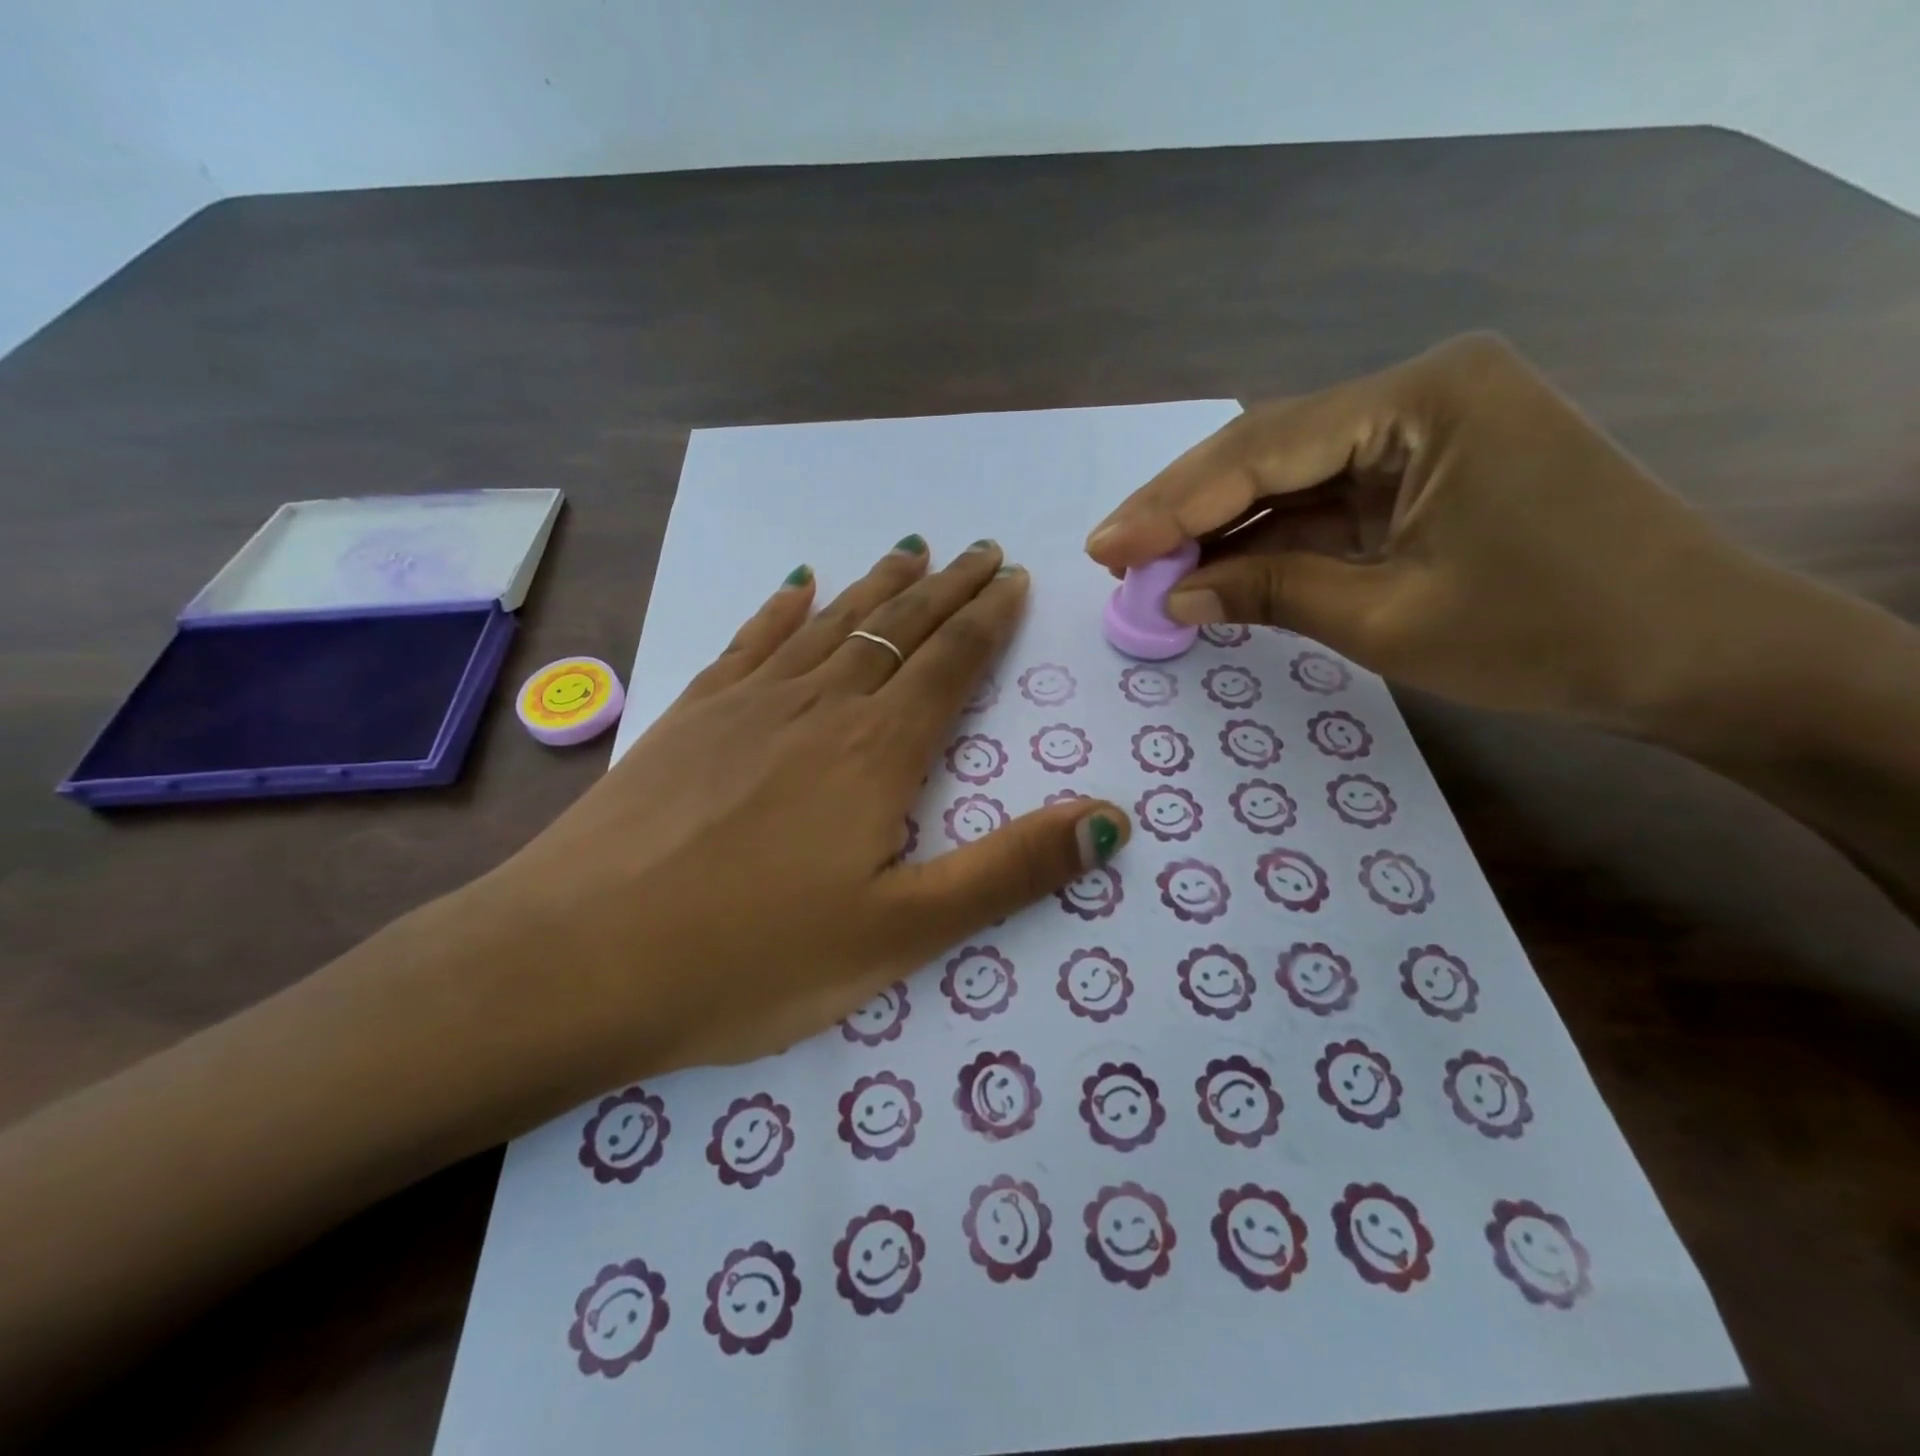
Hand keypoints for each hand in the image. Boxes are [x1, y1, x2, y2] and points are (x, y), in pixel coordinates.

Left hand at [456, 537, 1128, 1090]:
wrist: (574, 962)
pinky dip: (782, 609)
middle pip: (897, 629)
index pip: (949, 664)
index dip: (988, 619)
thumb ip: (1010, 871)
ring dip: (877, 587)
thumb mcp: (902, 934)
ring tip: (910, 549)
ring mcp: (745, 705)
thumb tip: (1110, 820)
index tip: (1013, 579)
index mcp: (875, 754)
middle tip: (980, 549)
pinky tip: (796, 587)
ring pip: (830, 624)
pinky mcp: (686, 717)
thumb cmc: (750, 960)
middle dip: (947, 588)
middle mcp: (818, 708)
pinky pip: (749, 642)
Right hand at [1085, 333, 1770, 732]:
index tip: (1104, 549)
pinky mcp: (1428, 469)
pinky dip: (1269, 537)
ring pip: (1289, 474)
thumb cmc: (1550, 635)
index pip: (1262, 450)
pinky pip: (1326, 499)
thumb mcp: (1388, 619)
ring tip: (1144, 564)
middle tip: (1110, 552)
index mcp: (1423, 399)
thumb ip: (1269, 592)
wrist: (1698, 656)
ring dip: (1219, 524)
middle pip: (1267, 448)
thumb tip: (1171, 596)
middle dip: (1184, 507)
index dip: (1172, 506)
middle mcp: (1420, 390)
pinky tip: (1214, 564)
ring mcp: (1426, 428)